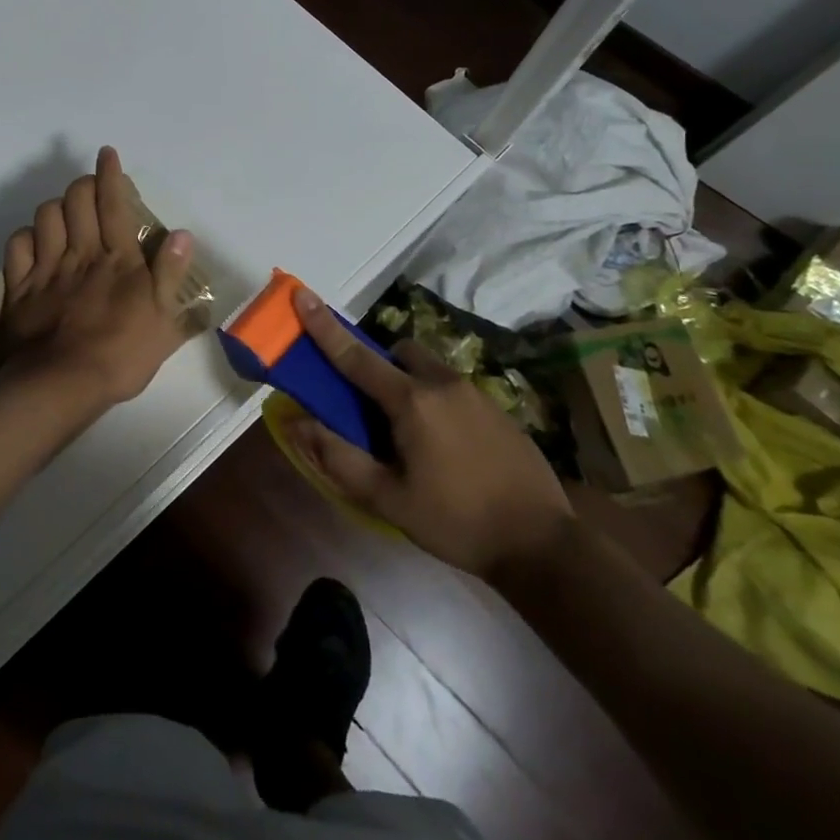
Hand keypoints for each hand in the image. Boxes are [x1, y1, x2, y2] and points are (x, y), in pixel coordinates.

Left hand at [0, 147, 196, 414]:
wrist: (61, 384)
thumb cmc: (121, 355)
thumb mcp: (163, 321)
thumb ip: (171, 274)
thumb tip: (181, 234)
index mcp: (117, 259)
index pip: (114, 204)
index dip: (110, 175)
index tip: (107, 154)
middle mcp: (81, 253)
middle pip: (76, 200)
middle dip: (82, 184)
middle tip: (90, 188)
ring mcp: (47, 268)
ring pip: (45, 216)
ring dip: (56, 207)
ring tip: (65, 215)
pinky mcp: (20, 287)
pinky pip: (17, 245)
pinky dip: (26, 236)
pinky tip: (35, 242)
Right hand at [284, 287, 574, 580]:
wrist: (543, 544)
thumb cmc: (456, 521)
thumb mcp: (387, 499)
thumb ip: (338, 457)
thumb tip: (296, 422)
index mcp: (411, 402)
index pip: (356, 356)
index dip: (325, 327)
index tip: (302, 295)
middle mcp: (442, 384)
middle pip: (398, 352)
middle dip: (379, 365)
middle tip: (371, 407)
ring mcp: (476, 393)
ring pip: (429, 368)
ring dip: (409, 382)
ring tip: (412, 434)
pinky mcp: (498, 408)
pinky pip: (454, 388)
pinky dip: (437, 400)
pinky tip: (448, 447)